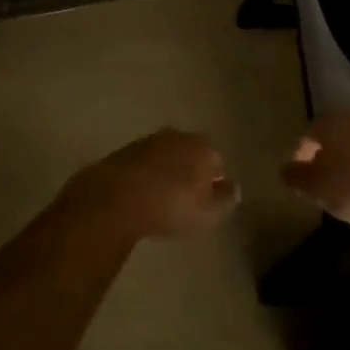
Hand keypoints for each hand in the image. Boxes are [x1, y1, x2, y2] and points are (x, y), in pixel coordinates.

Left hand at [75, 128, 238, 239]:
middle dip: (191, 172)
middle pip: (191, 154)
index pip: (217, 162)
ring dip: (167, 172)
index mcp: (203, 147)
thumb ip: (225, 200)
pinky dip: (146, 175)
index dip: (214, 182)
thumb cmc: (171, 206)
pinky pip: (145, 163)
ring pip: (167, 156)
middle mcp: (178, 135)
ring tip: (162, 199)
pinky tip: (141, 195)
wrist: (116, 198)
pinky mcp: (125, 150)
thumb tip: (234, 188)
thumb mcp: (208, 213)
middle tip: (186, 199)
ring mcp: (149, 140)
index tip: (207, 201)